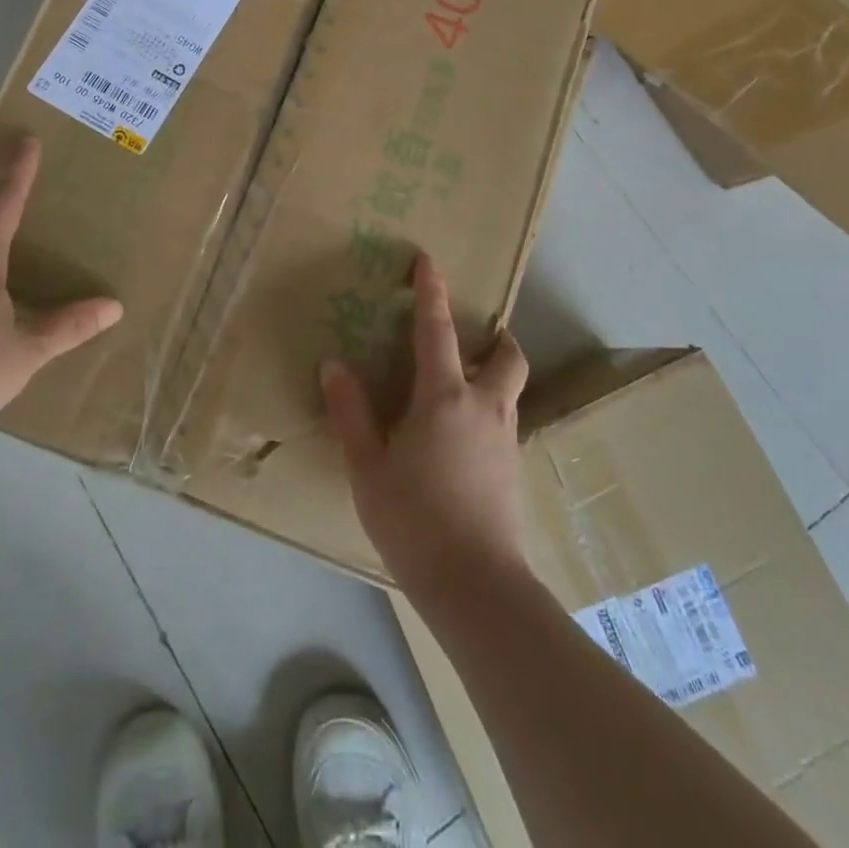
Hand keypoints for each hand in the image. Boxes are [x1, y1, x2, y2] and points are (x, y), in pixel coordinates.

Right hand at [321, 254, 529, 601]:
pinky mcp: (514, 470)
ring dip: (494, 374)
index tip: (429, 261)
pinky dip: (489, 411)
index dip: (432, 292)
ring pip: (510, 390)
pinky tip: (463, 438)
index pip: (437, 330)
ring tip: (462, 387)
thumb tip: (334, 365)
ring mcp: (505, 439)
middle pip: (506, 357)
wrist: (476, 587)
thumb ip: (351, 412)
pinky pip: (505, 421)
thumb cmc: (413, 519)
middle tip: (475, 336)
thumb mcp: (367, 466)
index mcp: (444, 398)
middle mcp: (484, 407)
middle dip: (496, 337)